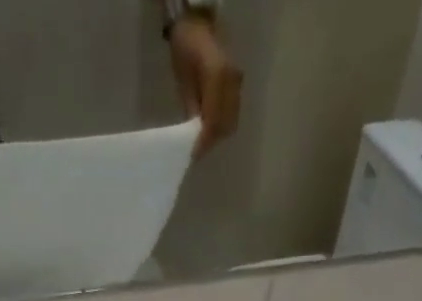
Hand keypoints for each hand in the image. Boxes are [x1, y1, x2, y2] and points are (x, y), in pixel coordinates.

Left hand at [167, 15, 242, 157]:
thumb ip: (192, 109)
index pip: (213, 121)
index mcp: (218, 77)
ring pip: (230, 122)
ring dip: (217, 135)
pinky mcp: (238, 86)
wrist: (197, 25)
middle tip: (196, 151)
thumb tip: (194, 138)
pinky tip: (210, 129)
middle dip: (210, 141)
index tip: (193, 155)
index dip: (204, 141)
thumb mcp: (183, 81)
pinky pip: (232, 114)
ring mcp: (237, 84)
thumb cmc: (185, 50)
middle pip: (224, 125)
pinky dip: (222, 126)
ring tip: (202, 141)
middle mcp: (232, 82)